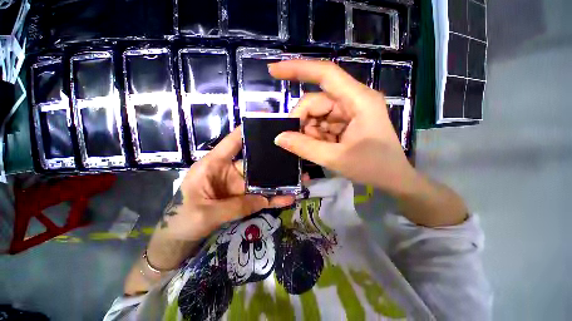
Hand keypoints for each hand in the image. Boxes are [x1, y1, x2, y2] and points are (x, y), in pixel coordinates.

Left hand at [160, 128, 294, 240]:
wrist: (179, 239)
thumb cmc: (182, 220)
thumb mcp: (206, 213)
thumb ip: (236, 206)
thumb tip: (264, 199)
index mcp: (213, 165)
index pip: (232, 142)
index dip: (247, 130)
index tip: (266, 119)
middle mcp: (229, 171)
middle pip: (254, 162)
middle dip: (274, 160)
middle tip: (293, 155)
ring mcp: (238, 186)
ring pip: (261, 181)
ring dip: (279, 182)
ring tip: (299, 179)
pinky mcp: (243, 198)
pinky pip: (261, 197)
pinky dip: (273, 198)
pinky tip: (288, 198)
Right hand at [269, 60, 416, 196]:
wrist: (394, 179)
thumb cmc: (373, 168)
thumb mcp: (336, 158)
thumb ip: (305, 147)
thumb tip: (279, 137)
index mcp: (358, 100)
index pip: (325, 74)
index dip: (298, 69)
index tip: (273, 70)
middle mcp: (354, 100)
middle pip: (317, 101)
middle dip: (302, 120)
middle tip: (294, 140)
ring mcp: (350, 111)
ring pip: (318, 114)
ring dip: (310, 131)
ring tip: (314, 148)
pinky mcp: (346, 122)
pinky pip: (323, 124)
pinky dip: (316, 135)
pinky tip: (321, 147)